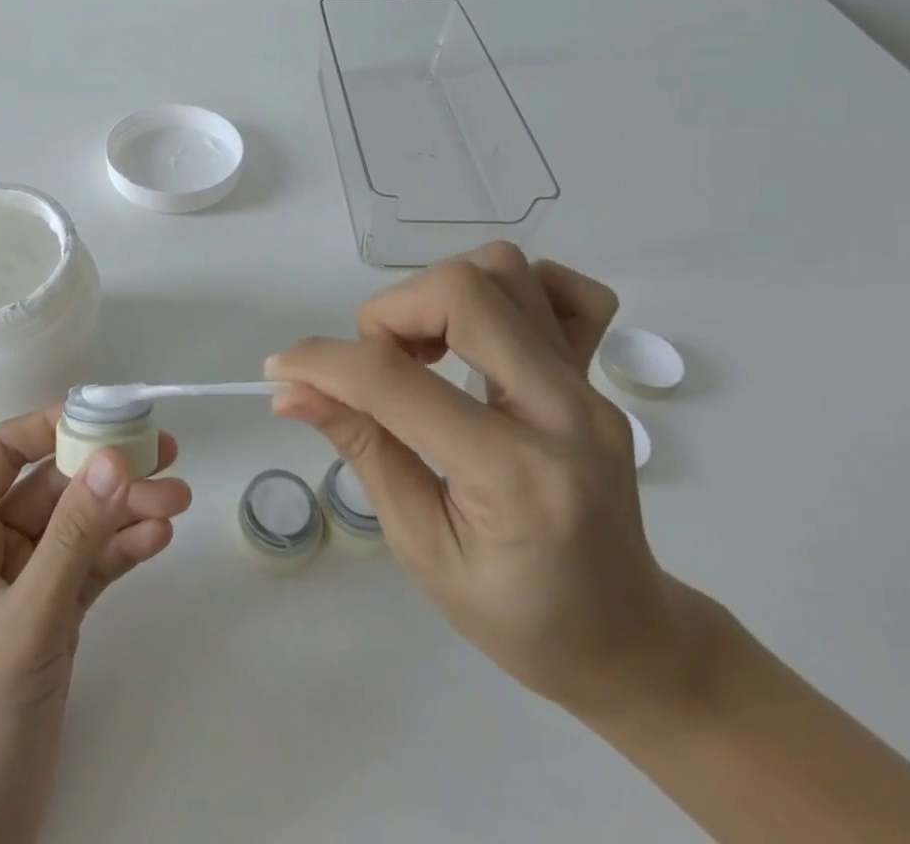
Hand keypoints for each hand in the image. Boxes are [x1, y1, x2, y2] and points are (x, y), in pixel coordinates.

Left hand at [0, 408, 192, 843]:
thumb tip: (116, 457)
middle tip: (167, 456)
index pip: (6, 452)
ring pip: (80, 525)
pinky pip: (91, 565)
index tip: (110, 412)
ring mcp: (23, 580)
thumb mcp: (26, 619)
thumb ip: (74, 536)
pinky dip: (123, 550)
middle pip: (54, 486)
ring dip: (126, 511)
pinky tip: (158, 538)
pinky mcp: (52, 613)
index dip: (55, 425)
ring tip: (179, 501)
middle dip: (108, 475)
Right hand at [267, 242, 700, 717]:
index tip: (281, 369)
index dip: (322, 363)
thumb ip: (361, 449)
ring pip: (502, 270)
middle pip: (461, 292)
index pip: (396, 382)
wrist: (628, 638)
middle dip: (387, 315)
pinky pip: (560, 289)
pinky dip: (507, 290)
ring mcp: (590, 386)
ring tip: (419, 352)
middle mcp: (563, 411)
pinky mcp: (597, 374)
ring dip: (435, 296)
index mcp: (515, 476)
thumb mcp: (421, 546)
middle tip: (372, 368)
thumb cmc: (518, 616)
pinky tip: (479, 335)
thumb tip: (291, 388)